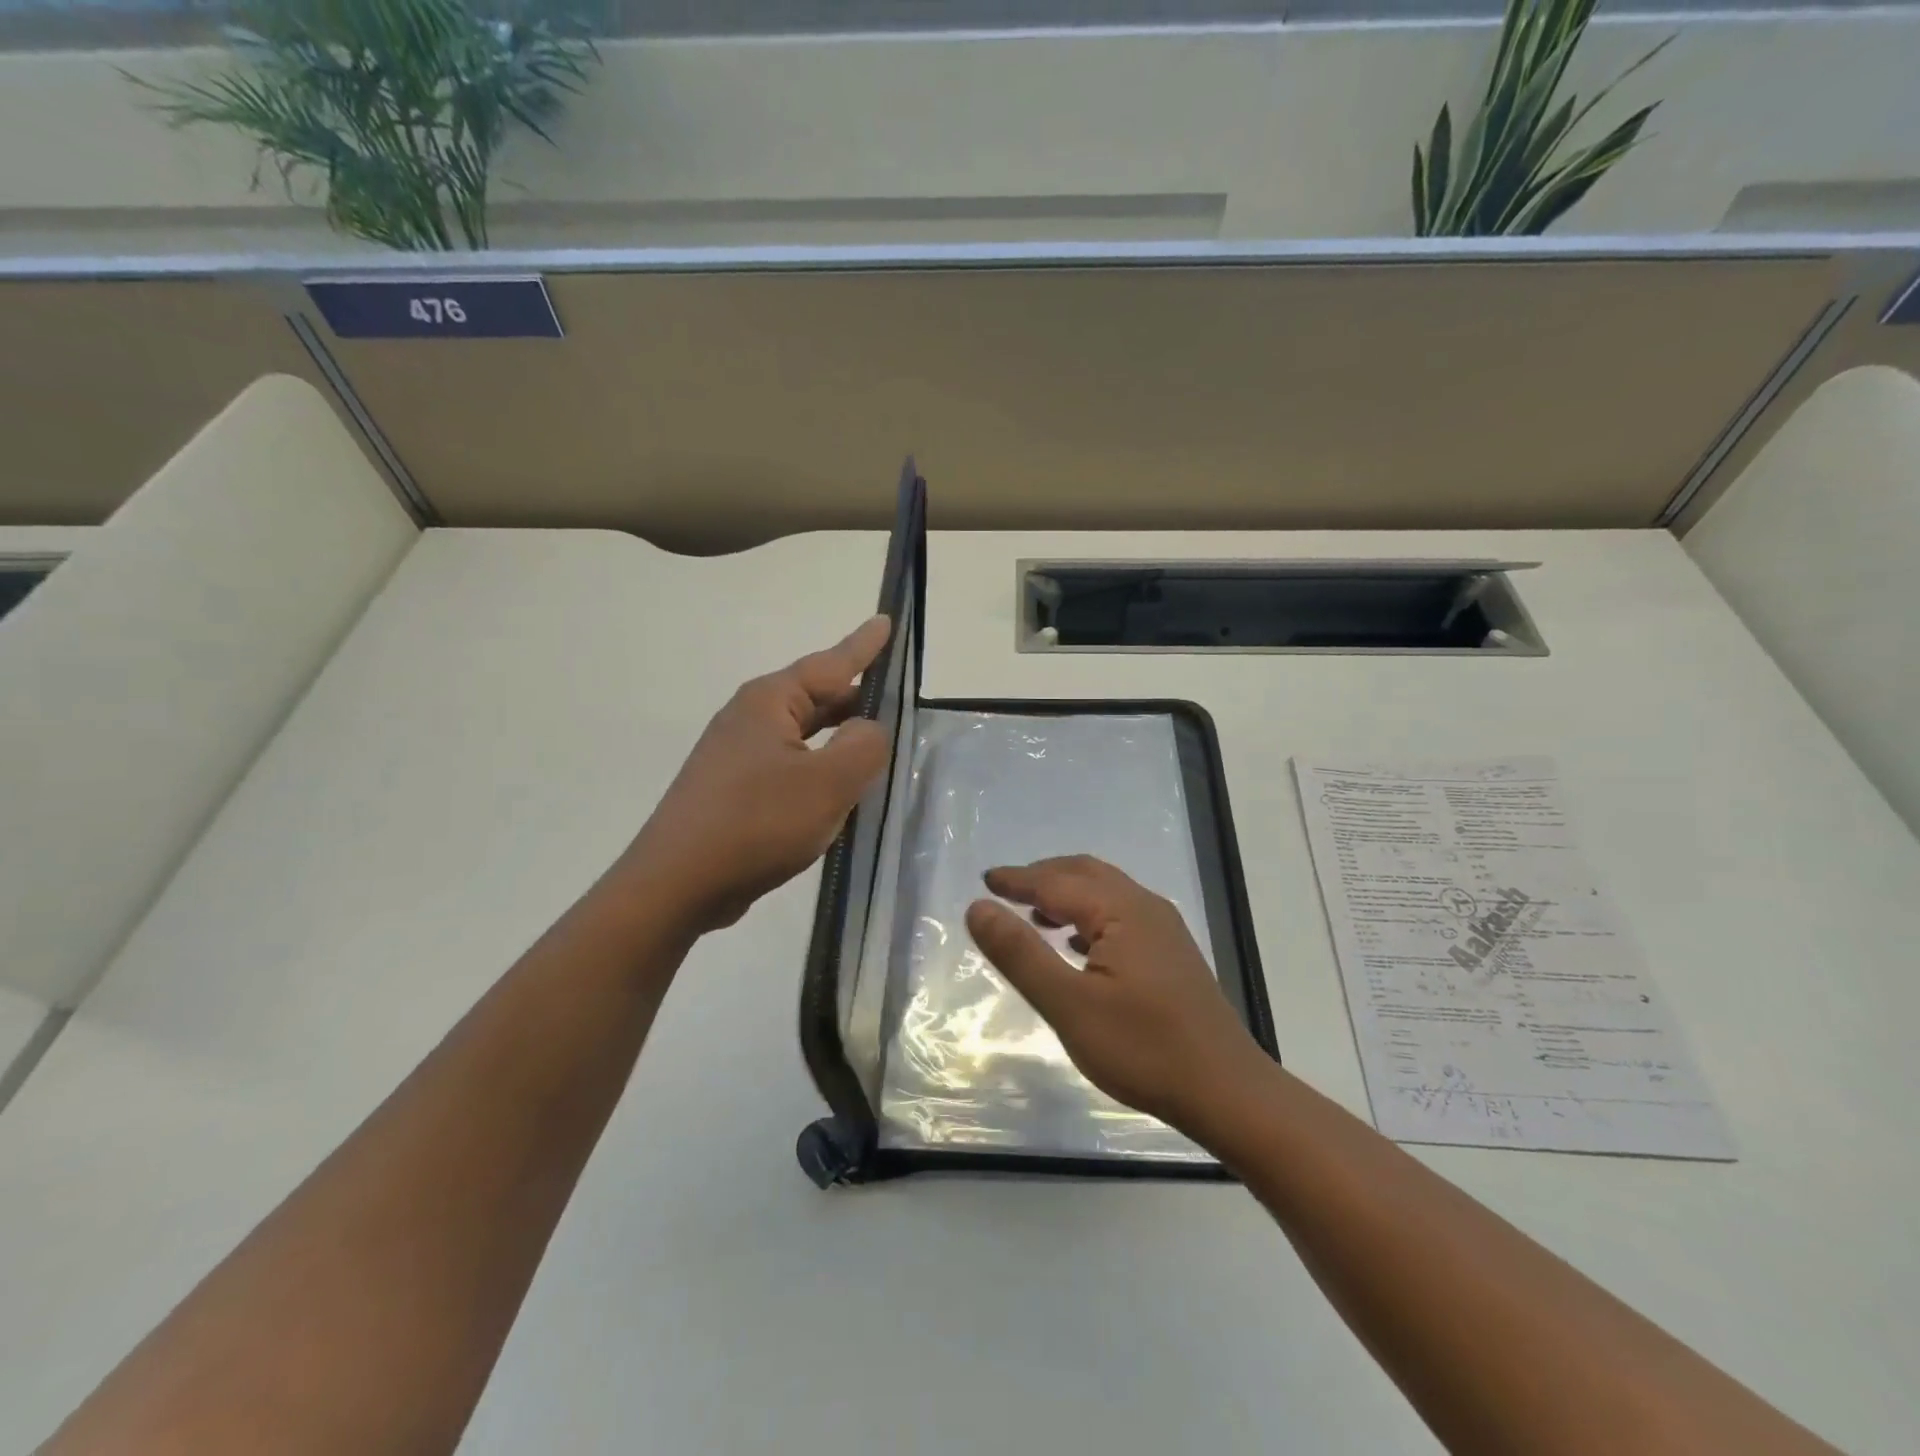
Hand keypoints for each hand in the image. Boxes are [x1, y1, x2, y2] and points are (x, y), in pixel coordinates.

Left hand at [621, 616, 891, 934]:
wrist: (677, 884)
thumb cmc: (757, 823)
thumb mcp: (828, 783)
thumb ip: (864, 746)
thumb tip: (870, 728)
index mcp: (770, 702)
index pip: (831, 663)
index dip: (864, 645)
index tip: (886, 620)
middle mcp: (750, 719)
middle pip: (816, 697)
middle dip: (855, 697)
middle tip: (896, 697)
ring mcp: (737, 755)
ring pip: (803, 734)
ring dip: (838, 736)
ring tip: (874, 740)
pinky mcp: (733, 789)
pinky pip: (790, 764)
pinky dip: (819, 767)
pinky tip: (836, 789)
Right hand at [965, 855, 1265, 1129]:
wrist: (1227, 1092)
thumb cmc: (1143, 1049)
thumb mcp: (1068, 1005)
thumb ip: (1020, 954)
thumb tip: (978, 908)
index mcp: (1120, 911)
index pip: (1056, 882)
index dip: (1017, 880)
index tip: (985, 880)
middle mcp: (1145, 907)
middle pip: (1085, 874)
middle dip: (1043, 877)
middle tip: (1005, 890)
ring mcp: (1164, 930)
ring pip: (1106, 893)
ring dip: (1067, 895)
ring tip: (1034, 916)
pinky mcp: (1173, 955)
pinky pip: (1121, 916)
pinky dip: (1089, 917)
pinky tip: (1077, 945)